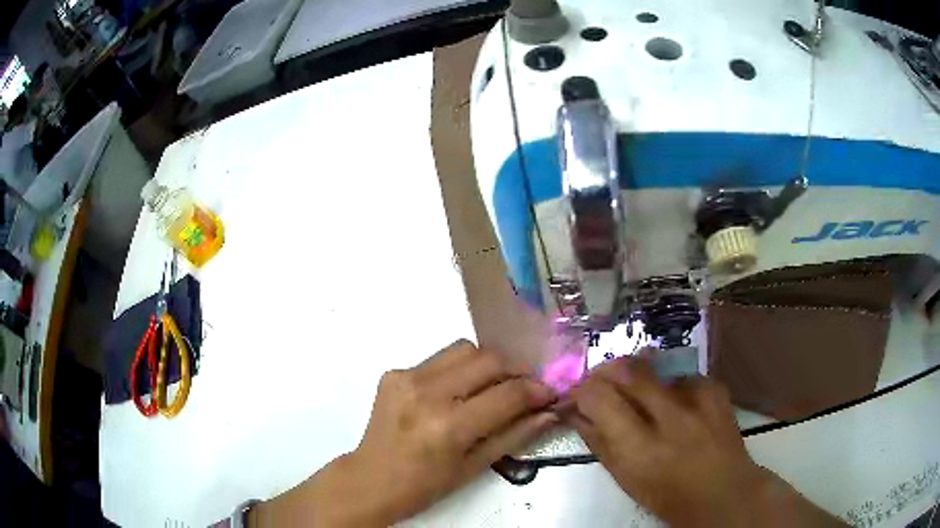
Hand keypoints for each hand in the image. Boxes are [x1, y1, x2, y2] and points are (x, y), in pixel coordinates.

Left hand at [252, 340, 556, 526]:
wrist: (371, 479)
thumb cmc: (426, 484)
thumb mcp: (475, 467)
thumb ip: (515, 435)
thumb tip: (549, 412)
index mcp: (449, 426)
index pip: (508, 394)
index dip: (537, 390)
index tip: (550, 393)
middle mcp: (427, 393)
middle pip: (489, 359)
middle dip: (515, 370)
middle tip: (524, 387)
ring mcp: (407, 377)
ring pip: (465, 349)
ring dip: (487, 364)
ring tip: (491, 387)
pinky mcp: (394, 372)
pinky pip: (439, 359)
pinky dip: (457, 370)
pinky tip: (455, 393)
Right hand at [569, 356, 843, 527]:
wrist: (724, 491)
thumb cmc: (667, 495)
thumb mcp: (625, 477)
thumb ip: (598, 441)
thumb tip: (575, 411)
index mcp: (639, 448)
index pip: (599, 396)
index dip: (581, 388)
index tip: (577, 394)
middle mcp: (669, 417)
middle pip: (627, 369)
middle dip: (605, 370)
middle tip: (601, 383)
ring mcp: (698, 399)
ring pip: (654, 365)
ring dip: (638, 377)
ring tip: (640, 396)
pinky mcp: (715, 389)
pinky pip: (681, 374)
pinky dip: (669, 384)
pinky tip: (675, 402)